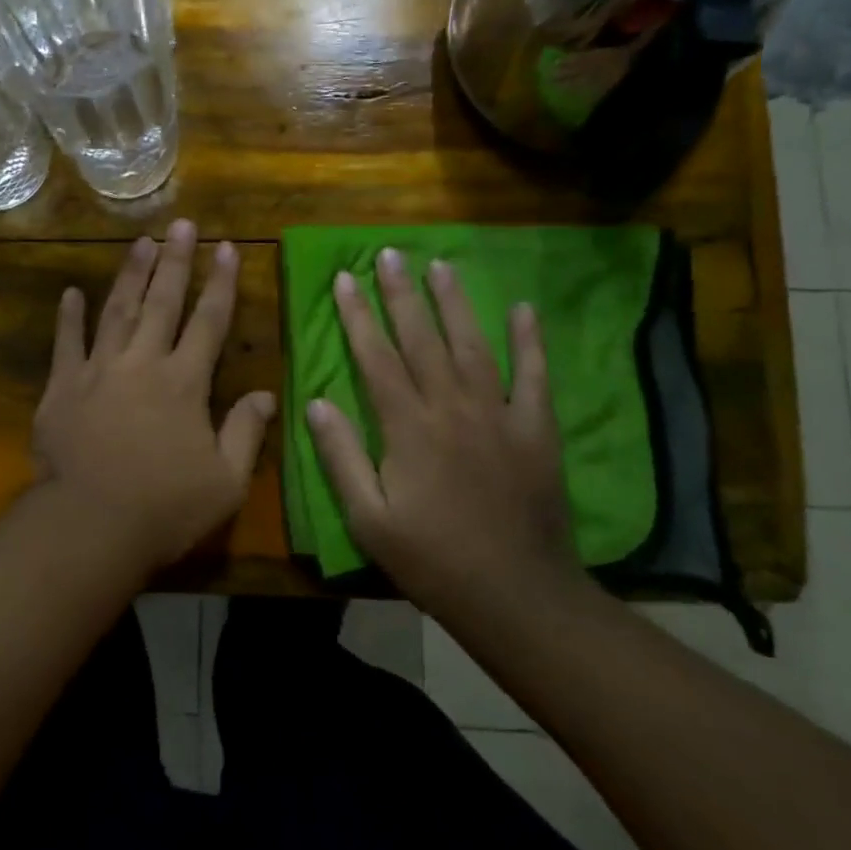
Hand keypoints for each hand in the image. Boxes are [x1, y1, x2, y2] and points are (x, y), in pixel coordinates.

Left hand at [32, 219, 275, 575]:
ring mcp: (98, 370)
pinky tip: (71, 293)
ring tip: (141, 241)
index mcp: (184, 382)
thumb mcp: (225, 482)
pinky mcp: (62, 387)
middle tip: (183, 225)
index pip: (209, 321)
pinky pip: (66, 343)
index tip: (227, 247)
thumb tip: (266, 394)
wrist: (88, 526)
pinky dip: (68, 317)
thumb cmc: (164, 508)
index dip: (220, 282)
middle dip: (176, 260)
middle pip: (162, 302)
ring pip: (117, 310)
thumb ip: (246, 433)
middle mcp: (142, 363)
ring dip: (130, 274)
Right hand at [305, 249, 588, 618]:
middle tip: (389, 254)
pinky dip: (530, 341)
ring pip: (472, 345)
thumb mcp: (368, 518)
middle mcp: (451, 408)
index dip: (358, 316)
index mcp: (408, 428)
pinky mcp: (535, 430)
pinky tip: (523, 309)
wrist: (515, 595)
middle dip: (401, 293)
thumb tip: (315, 402)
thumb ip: (341, 456)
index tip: (344, 278)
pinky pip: (533, 376)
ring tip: (440, 265)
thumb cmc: (431, 559)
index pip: (376, 357)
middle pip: (422, 339)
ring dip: (454, 303)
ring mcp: (499, 415)